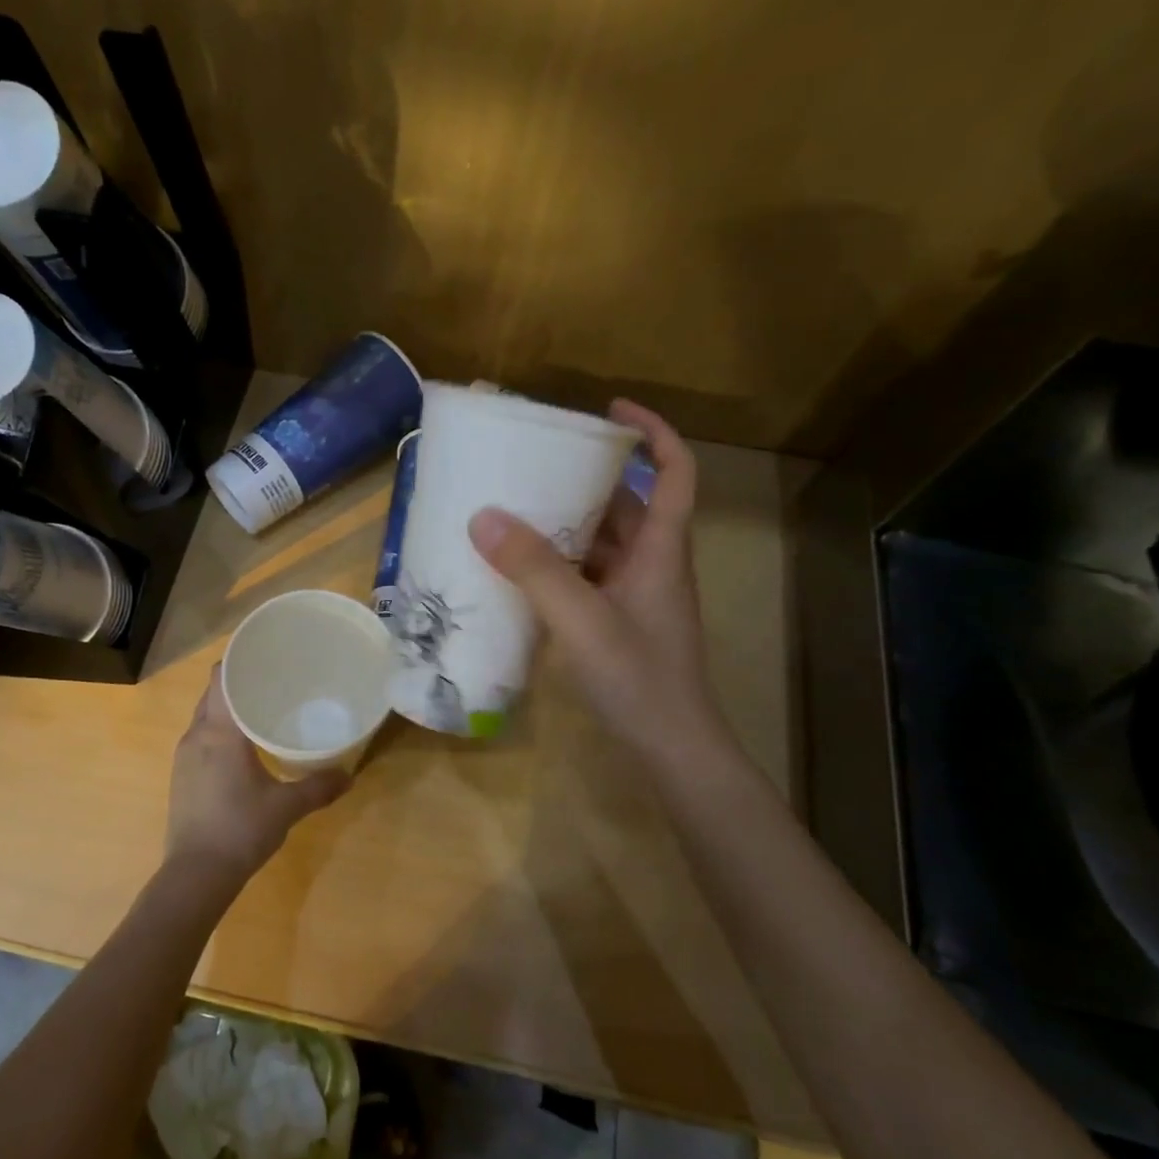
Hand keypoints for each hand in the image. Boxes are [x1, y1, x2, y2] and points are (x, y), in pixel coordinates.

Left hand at [166, 666, 350, 884]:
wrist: (195, 876)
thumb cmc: (241, 830)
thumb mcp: (286, 807)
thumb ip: (318, 787)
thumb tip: (349, 775)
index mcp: (220, 732)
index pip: (221, 678)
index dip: (238, 659)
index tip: (263, 652)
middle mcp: (196, 735)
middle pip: (213, 693)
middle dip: (238, 682)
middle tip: (272, 679)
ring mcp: (184, 756)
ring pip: (205, 716)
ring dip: (227, 707)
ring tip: (260, 708)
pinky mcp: (181, 776)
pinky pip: (200, 737)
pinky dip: (219, 730)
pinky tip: (242, 746)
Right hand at [468, 399, 724, 759]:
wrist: (672, 750)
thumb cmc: (639, 679)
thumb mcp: (581, 619)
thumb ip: (534, 569)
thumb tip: (484, 516)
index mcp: (661, 550)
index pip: (675, 471)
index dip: (653, 432)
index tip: (610, 409)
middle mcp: (652, 564)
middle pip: (628, 504)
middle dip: (588, 478)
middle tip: (536, 464)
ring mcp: (636, 596)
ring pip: (603, 543)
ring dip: (567, 523)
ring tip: (516, 508)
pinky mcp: (619, 622)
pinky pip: (587, 577)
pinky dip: (559, 565)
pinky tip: (519, 570)